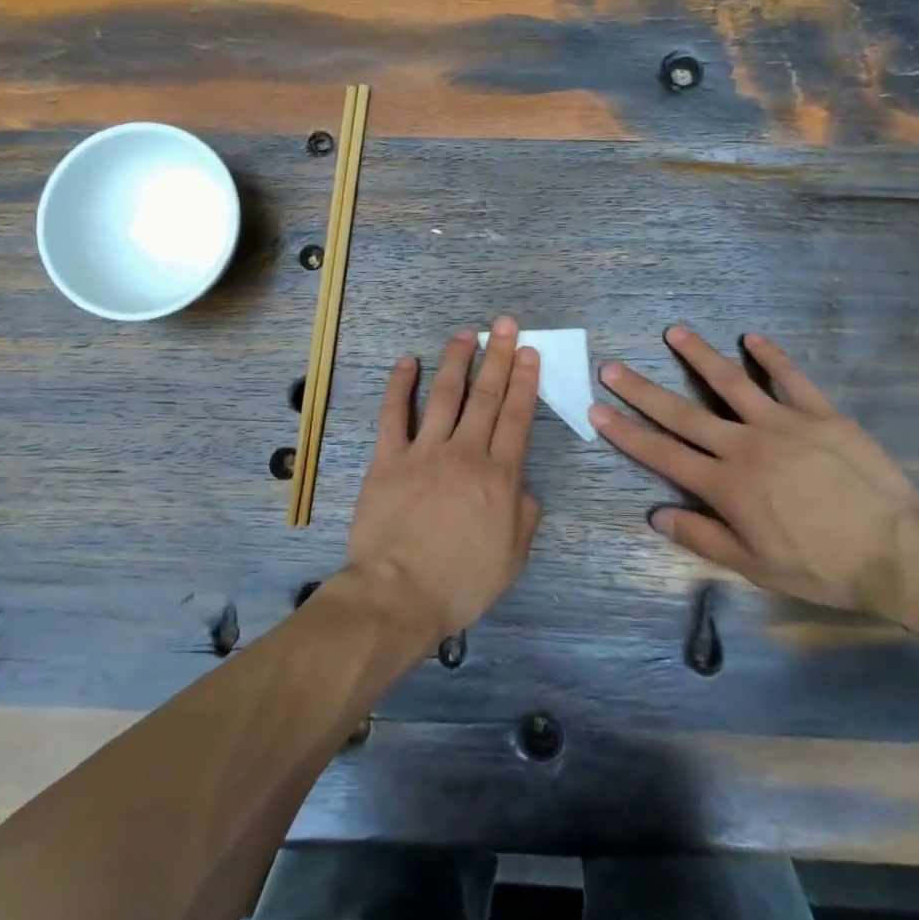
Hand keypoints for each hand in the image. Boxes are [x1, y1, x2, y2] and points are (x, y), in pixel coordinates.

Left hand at [344, 318, 543, 645]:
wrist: (398, 593)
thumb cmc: (460, 582)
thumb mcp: (512, 559)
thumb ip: (524, 517)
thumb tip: (524, 488)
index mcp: (499, 476)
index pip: (517, 418)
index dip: (525, 382)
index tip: (529, 353)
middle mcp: (465, 453)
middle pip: (486, 397)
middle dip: (499, 357)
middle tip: (505, 326)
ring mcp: (424, 452)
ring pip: (445, 395)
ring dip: (456, 361)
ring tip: (466, 334)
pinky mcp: (389, 459)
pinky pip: (394, 414)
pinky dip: (401, 386)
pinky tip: (408, 362)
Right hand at [589, 326, 918, 616]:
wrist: (899, 552)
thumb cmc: (823, 567)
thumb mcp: (756, 565)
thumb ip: (702, 536)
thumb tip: (655, 514)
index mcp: (726, 485)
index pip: (663, 453)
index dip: (626, 432)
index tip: (597, 410)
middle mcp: (745, 445)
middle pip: (682, 413)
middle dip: (641, 390)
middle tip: (612, 366)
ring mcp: (783, 423)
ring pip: (730, 382)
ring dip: (699, 355)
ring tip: (674, 332)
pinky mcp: (820, 414)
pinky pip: (791, 378)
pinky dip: (770, 356)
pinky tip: (752, 338)